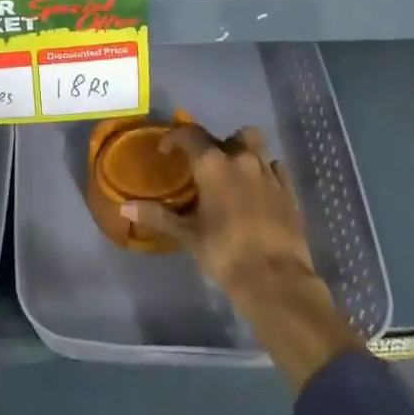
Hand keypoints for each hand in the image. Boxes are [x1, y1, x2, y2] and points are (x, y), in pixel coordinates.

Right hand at [123, 124, 318, 298]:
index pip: (190, 134)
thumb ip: (157, 216)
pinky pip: (275, 167)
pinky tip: (259, 188)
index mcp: (213, 164)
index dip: (175, 138)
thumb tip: (124, 209)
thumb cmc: (225, 253)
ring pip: (254, 145)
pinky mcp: (289, 190)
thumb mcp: (188, 236)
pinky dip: (265, 170)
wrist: (276, 280)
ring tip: (232, 174)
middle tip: (203, 167)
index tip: (166, 151)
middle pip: (225, 136)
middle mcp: (241, 159)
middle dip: (212, 146)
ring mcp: (269, 172)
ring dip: (241, 152)